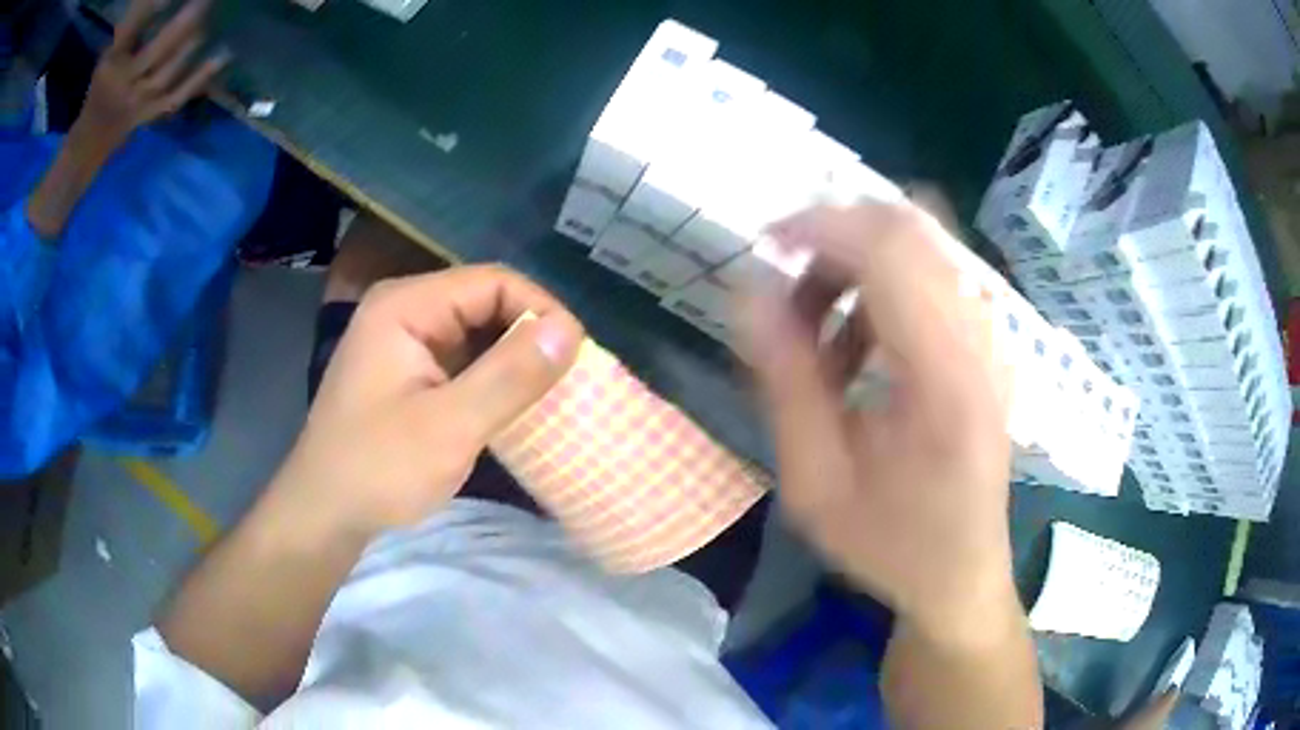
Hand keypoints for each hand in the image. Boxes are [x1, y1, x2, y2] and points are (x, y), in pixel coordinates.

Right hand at [78, 0, 229, 152]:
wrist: (88, 143)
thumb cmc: (102, 86)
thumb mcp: (111, 54)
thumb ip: (135, 25)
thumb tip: (166, 1)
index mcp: (109, 64)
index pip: (128, 32)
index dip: (146, 11)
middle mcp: (120, 85)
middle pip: (152, 54)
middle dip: (179, 25)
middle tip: (203, 0)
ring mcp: (134, 104)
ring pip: (164, 75)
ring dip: (189, 46)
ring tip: (206, 21)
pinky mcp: (146, 117)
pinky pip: (175, 98)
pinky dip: (199, 78)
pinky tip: (223, 54)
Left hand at [273, 265, 583, 539]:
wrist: (325, 514)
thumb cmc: (378, 469)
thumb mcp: (449, 426)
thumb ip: (509, 376)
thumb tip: (570, 329)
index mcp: (406, 306)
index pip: (492, 282)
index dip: (540, 310)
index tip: (577, 356)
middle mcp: (405, 311)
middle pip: (484, 302)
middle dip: (529, 335)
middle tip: (569, 378)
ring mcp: (404, 342)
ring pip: (477, 333)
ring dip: (514, 359)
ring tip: (552, 392)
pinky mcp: (408, 373)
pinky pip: (463, 360)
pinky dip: (493, 378)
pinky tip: (515, 405)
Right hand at [740, 203, 1016, 646]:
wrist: (962, 575)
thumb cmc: (891, 545)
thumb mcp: (817, 483)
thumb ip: (785, 380)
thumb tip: (749, 290)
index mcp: (946, 379)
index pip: (891, 249)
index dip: (821, 226)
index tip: (764, 245)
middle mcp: (981, 340)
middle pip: (910, 228)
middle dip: (835, 236)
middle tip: (785, 285)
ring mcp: (990, 338)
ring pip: (918, 246)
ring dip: (856, 265)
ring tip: (816, 333)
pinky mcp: (986, 344)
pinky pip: (928, 276)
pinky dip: (879, 287)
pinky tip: (855, 347)